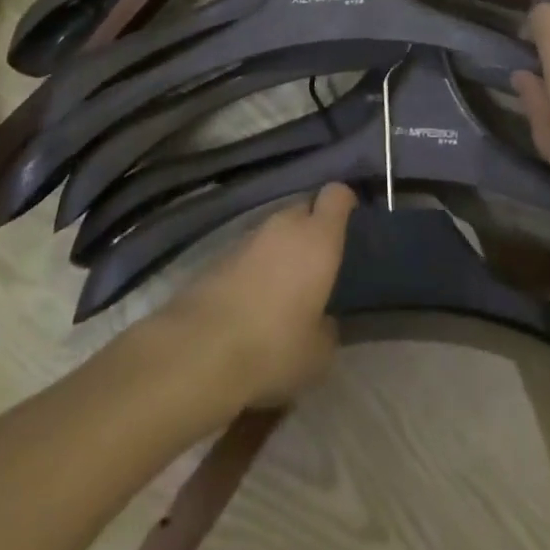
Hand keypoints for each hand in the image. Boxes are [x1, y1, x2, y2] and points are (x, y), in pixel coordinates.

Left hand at [169, 182, 356, 408]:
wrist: (199, 351)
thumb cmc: (274, 346)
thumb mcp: (318, 354)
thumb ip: (327, 328)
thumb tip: (323, 320)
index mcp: (318, 238)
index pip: (336, 195)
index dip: (344, 202)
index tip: (349, 217)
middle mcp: (285, 226)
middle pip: (303, 208)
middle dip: (311, 227)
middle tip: (316, 261)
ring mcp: (248, 237)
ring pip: (274, 231)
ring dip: (281, 249)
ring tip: (284, 286)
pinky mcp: (218, 255)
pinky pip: (249, 252)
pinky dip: (255, 266)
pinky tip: (253, 300)